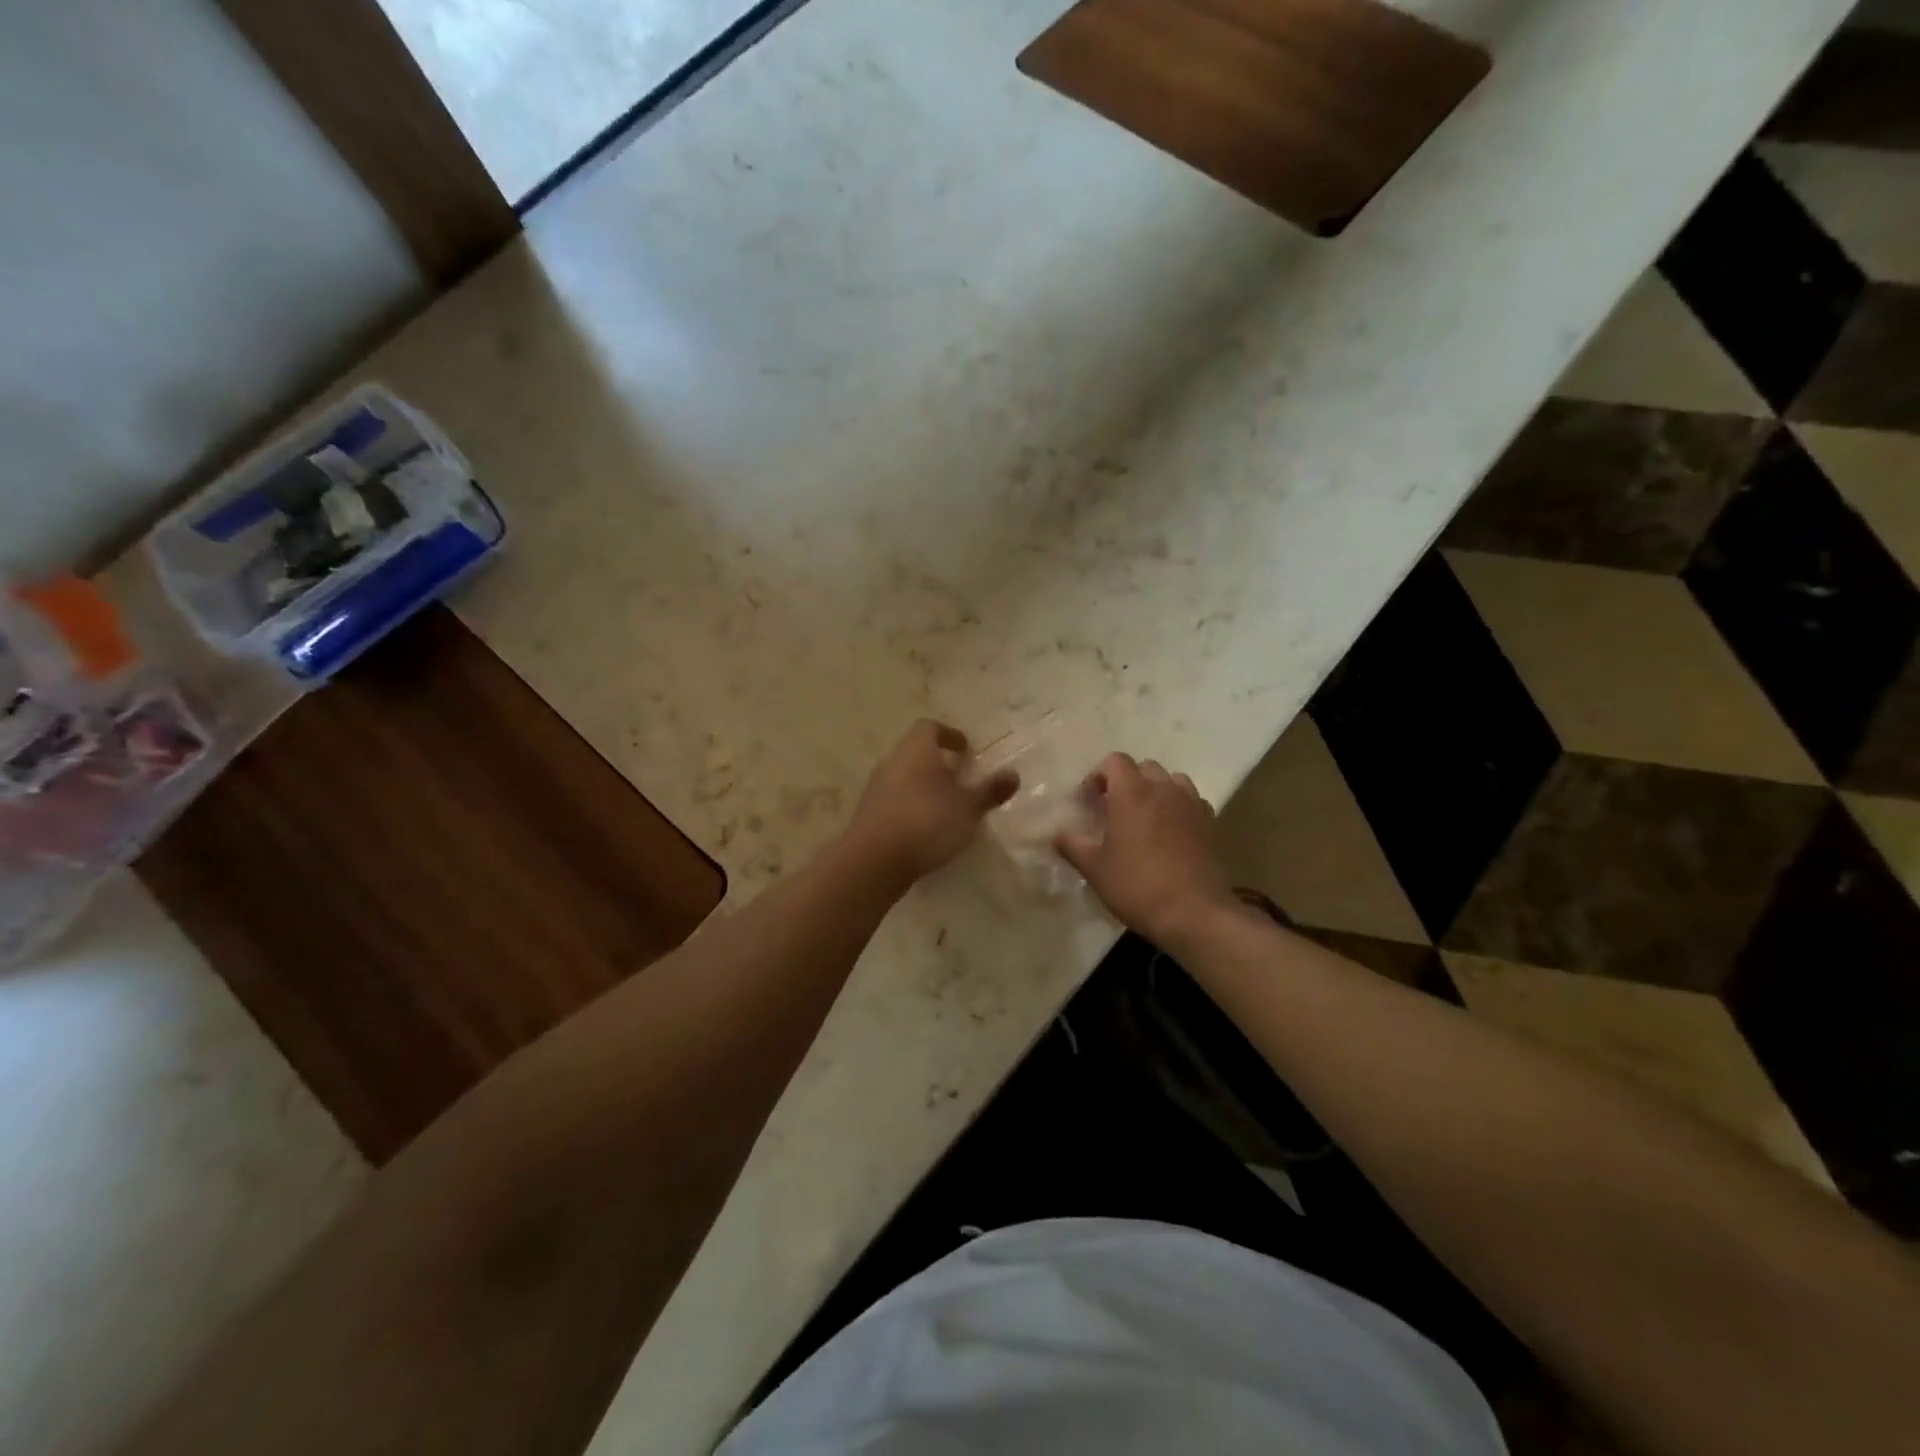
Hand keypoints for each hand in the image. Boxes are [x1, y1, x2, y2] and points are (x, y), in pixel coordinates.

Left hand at [844, 720, 1019, 884]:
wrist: (873, 861)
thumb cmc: (927, 822)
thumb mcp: (968, 808)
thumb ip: (990, 790)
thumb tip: (1013, 774)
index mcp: (916, 751)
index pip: (930, 727)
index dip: (950, 735)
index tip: (966, 750)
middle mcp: (892, 762)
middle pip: (916, 753)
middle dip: (938, 764)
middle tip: (961, 780)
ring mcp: (876, 789)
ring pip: (904, 778)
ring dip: (924, 787)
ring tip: (947, 808)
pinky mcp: (869, 815)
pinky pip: (895, 802)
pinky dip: (912, 808)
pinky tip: (926, 830)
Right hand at [1056, 753, 1236, 946]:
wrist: (1194, 913)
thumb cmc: (1137, 886)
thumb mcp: (1094, 868)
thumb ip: (1072, 845)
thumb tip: (1058, 834)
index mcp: (1133, 792)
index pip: (1114, 761)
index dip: (1097, 776)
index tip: (1088, 801)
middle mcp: (1164, 789)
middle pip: (1143, 767)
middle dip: (1126, 782)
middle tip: (1113, 810)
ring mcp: (1191, 804)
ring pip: (1171, 781)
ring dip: (1155, 791)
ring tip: (1144, 818)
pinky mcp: (1210, 824)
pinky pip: (1191, 802)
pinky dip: (1178, 808)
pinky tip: (1170, 833)